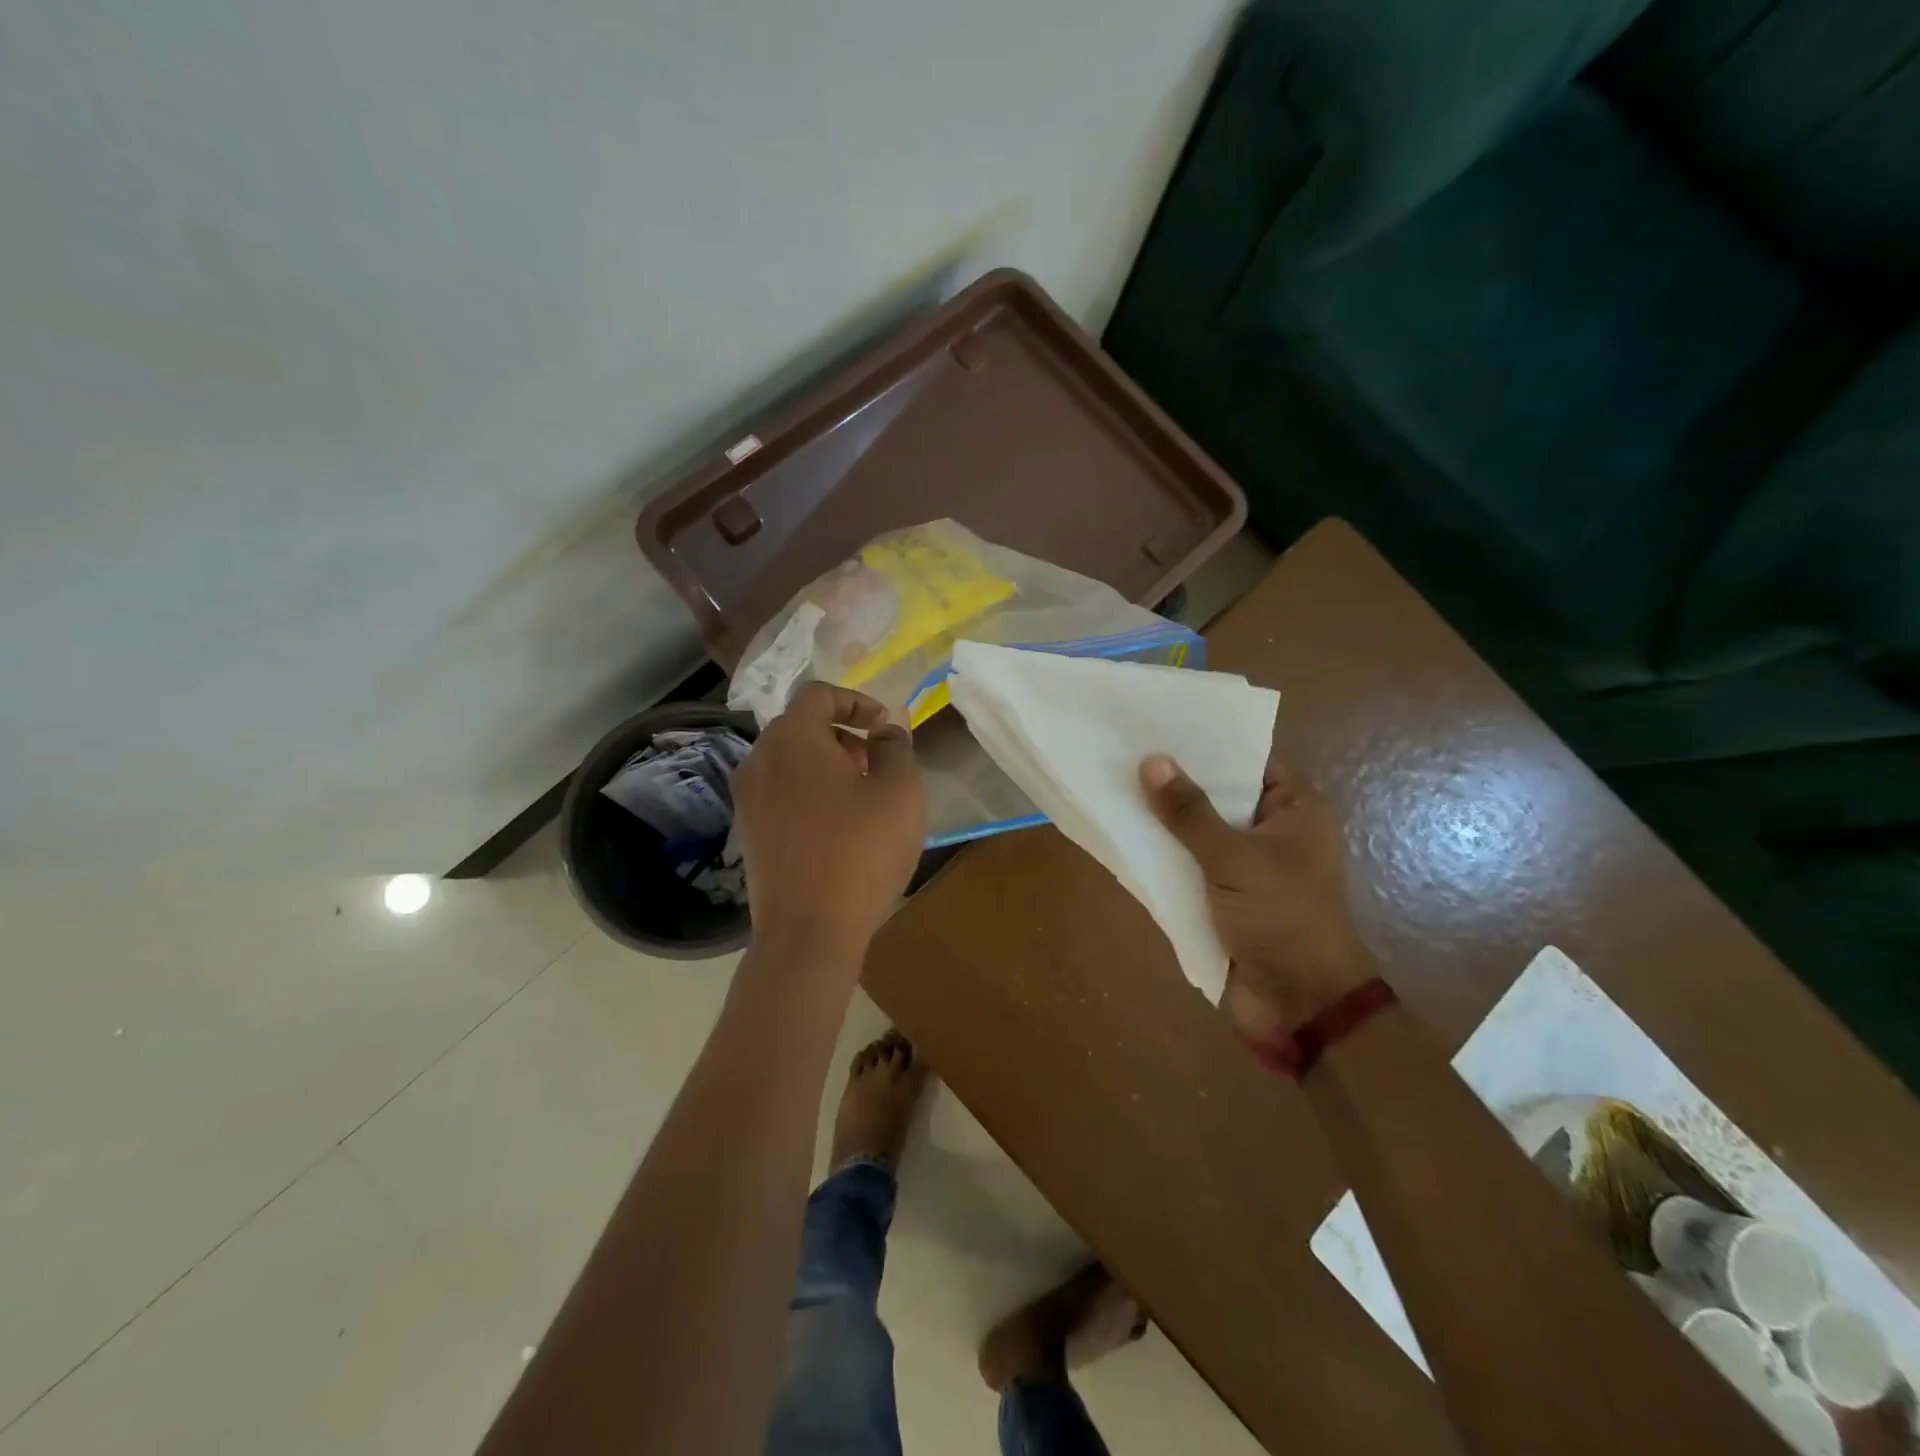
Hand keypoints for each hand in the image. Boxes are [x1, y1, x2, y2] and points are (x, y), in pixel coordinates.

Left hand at [733, 683, 926, 959]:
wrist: (808, 930)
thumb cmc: (861, 851)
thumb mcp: (899, 791)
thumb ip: (896, 747)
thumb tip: (885, 730)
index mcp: (793, 739)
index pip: (818, 694)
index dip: (856, 700)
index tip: (884, 725)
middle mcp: (759, 759)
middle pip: (799, 726)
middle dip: (841, 733)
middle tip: (874, 761)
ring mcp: (747, 798)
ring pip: (787, 760)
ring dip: (824, 764)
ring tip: (859, 796)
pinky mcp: (748, 831)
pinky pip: (778, 791)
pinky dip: (806, 791)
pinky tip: (835, 826)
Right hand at [1140, 754, 1375, 1039]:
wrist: (1299, 1005)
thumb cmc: (1283, 919)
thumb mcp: (1235, 859)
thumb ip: (1190, 813)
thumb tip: (1152, 761)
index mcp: (1295, 811)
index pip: (1249, 760)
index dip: (1208, 743)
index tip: (1160, 724)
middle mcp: (1271, 831)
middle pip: (1219, 795)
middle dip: (1176, 780)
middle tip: (1125, 750)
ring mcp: (1246, 866)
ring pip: (1199, 832)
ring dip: (1164, 819)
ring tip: (1114, 783)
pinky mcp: (1223, 896)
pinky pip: (1189, 865)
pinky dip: (1163, 854)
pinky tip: (1124, 833)